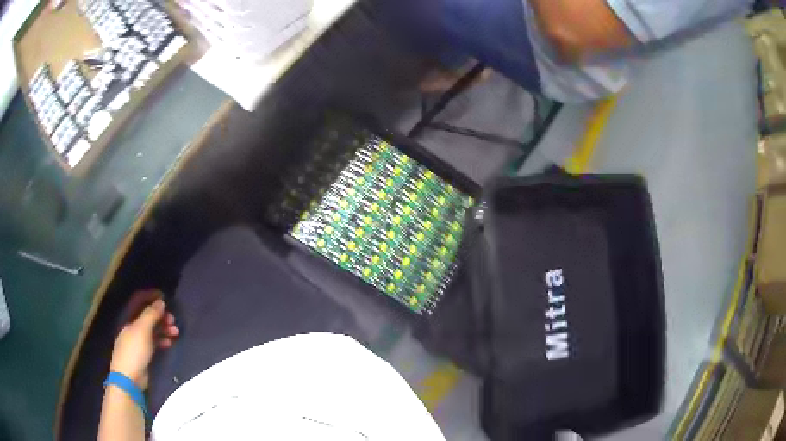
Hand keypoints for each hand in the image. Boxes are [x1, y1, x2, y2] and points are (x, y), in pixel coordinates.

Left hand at [110, 297, 178, 388]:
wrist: (129, 378)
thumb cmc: (134, 350)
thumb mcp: (142, 330)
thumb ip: (151, 314)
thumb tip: (161, 301)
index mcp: (129, 318)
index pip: (139, 300)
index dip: (151, 296)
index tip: (165, 297)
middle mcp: (132, 326)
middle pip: (147, 316)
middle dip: (161, 316)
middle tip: (173, 320)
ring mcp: (137, 340)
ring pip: (152, 329)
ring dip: (164, 329)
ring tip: (176, 332)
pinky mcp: (143, 353)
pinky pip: (153, 342)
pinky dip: (161, 340)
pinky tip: (169, 343)